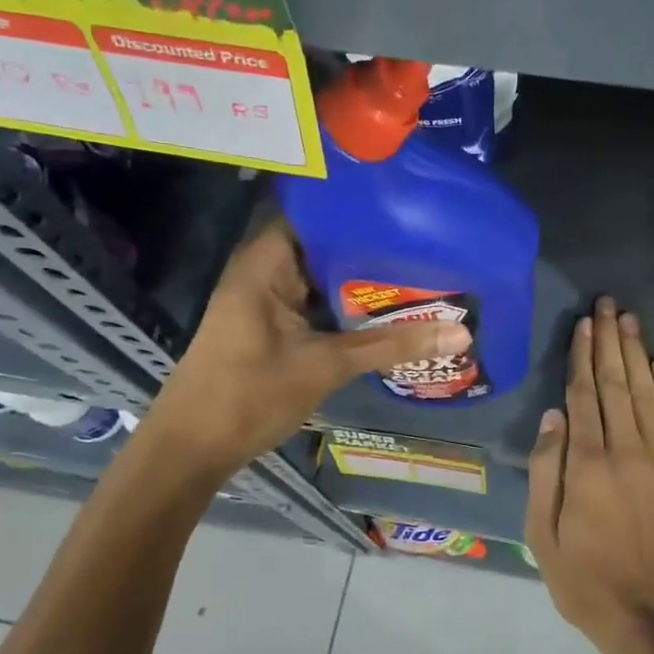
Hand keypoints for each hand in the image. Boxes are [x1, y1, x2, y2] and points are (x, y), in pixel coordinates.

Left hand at [142, 220, 469, 475]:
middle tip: (426, 237)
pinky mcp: (272, 323)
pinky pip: (315, 300)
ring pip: (321, 275)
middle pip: (322, 243)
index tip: (405, 203)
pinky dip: (345, 301)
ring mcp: (267, 298)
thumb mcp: (326, 366)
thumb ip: (392, 345)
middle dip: (369, 243)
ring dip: (360, 276)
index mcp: (265, 262)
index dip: (357, 206)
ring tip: (418, 264)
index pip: (314, 212)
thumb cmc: (249, 396)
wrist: (191, 450)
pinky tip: (386, 304)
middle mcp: (264, 270)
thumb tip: (462, 332)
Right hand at [524, 297, 653, 653]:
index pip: (583, 395)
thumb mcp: (543, 535)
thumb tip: (554, 416)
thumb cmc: (587, 581)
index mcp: (587, 465)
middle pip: (616, 383)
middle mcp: (627, 450)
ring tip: (629, 320)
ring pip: (647, 393)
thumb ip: (547, 471)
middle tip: (608, 305)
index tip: (583, 324)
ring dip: (637, 353)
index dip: (582, 355)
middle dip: (610, 340)